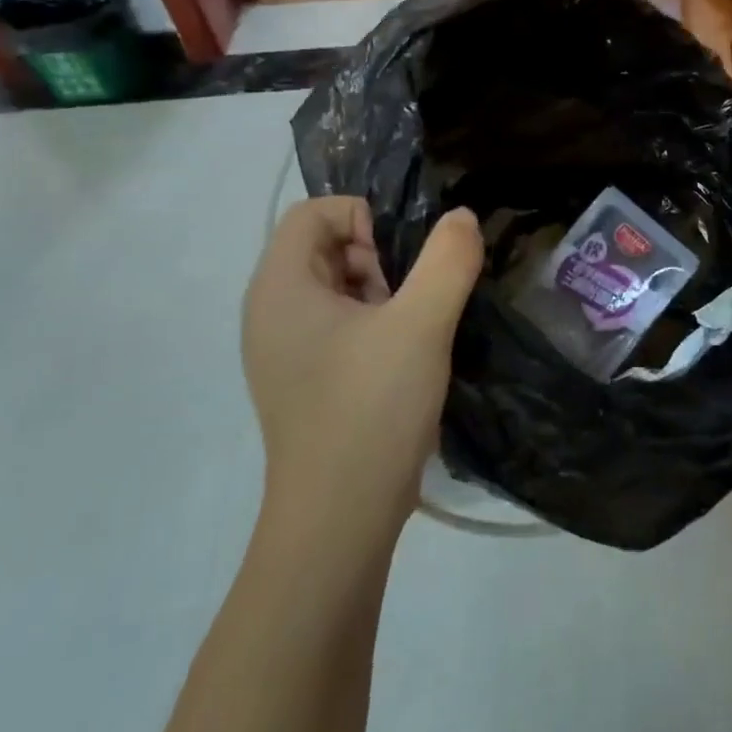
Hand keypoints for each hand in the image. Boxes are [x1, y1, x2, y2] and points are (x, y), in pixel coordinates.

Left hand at [242, 197, 483, 541]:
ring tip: (414, 330)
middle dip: (378, 257)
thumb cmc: (371, 409)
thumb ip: (447, 260)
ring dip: (382, 293)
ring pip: (337, 288)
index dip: (364, 218)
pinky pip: (339, 326)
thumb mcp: (420, 324)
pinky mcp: (305, 380)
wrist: (340, 518)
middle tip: (412, 298)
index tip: (402, 261)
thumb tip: (461, 218)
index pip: (314, 213)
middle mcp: (270, 312)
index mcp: (280, 288)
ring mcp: (285, 351)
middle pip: (325, 247)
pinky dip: (374, 325)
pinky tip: (405, 358)